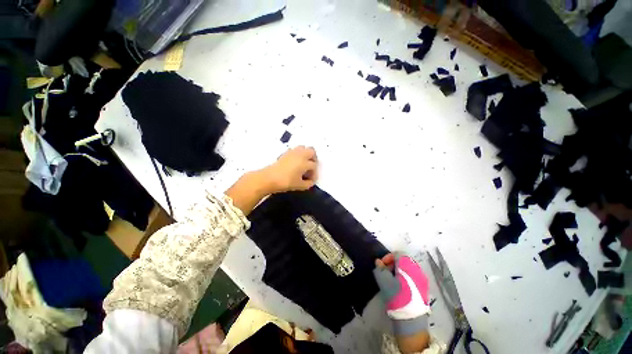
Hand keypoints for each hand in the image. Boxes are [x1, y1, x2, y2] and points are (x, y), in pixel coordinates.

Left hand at [226, 147, 317, 214]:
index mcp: (305, 162)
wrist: (269, 178)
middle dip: (313, 158)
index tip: (311, 179)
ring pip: (303, 148)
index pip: (314, 166)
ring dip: (306, 154)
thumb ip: (308, 184)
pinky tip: (295, 162)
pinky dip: (298, 154)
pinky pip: (295, 150)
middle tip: (310, 167)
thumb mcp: (300, 186)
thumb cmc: (286, 182)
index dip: (314, 173)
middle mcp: (300, 155)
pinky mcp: (285, 153)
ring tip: (304, 163)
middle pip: (311, 151)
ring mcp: (292, 152)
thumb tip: (311, 181)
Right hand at [374, 253, 430, 352]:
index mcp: (407, 265)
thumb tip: (378, 261)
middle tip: (385, 271)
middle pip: (403, 260)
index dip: (387, 257)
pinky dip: (405, 276)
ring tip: (391, 279)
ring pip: (408, 268)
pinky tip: (400, 286)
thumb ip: (380, 268)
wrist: (411, 318)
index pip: (397, 253)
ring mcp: (422, 278)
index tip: (381, 265)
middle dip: (393, 263)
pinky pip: (413, 275)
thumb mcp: (384, 281)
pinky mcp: (424, 287)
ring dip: (398, 270)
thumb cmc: (396, 296)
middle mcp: (417, 269)